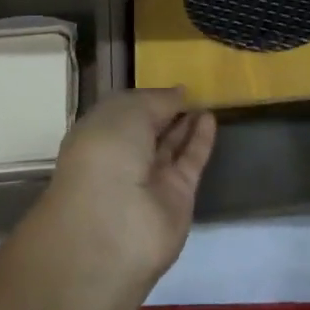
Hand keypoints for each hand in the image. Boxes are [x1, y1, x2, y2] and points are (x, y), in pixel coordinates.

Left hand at [37, 89, 216, 283]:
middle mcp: (122, 157)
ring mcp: (149, 180)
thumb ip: (157, 100)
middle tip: (194, 89)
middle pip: (149, 129)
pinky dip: (200, 141)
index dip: (147, 97)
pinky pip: (189, 162)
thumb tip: (180, 93)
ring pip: (170, 145)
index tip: (170, 83)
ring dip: (186, 123)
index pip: (125, 111)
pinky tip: (211, 118)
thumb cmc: (108, 153)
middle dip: (167, 110)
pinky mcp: (176, 197)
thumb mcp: (128, 111)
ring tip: (207, 98)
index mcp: (99, 134)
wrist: (114, 225)